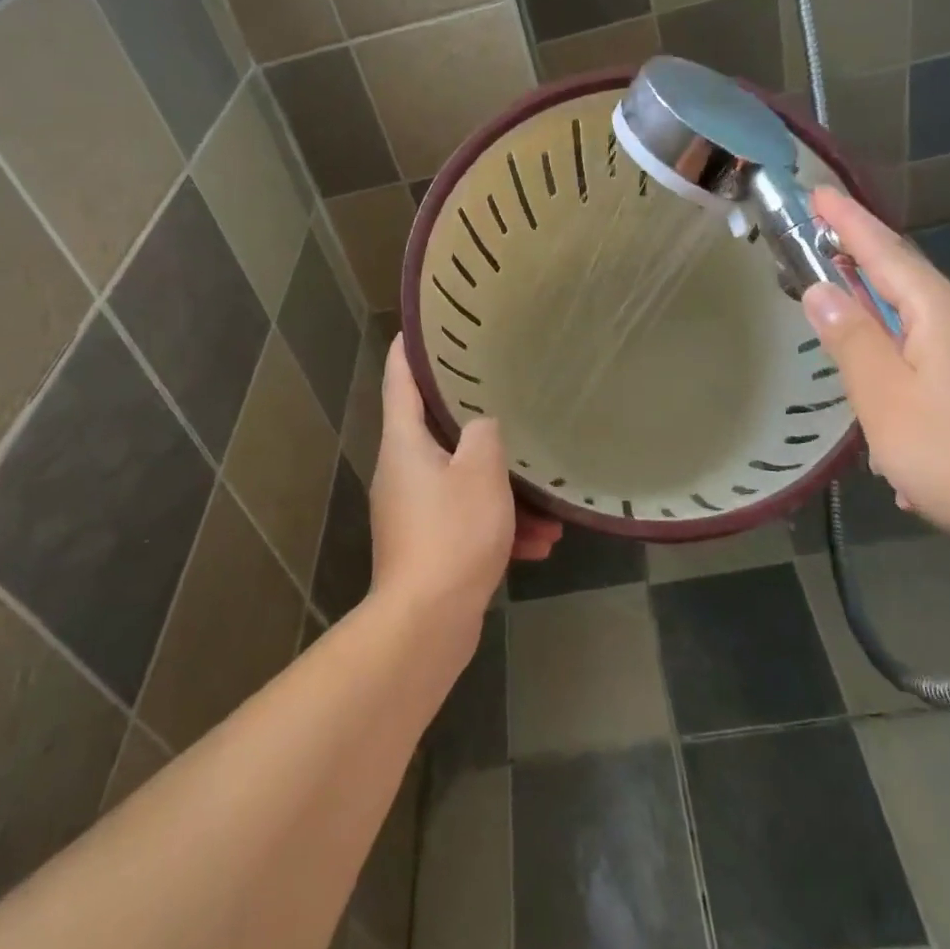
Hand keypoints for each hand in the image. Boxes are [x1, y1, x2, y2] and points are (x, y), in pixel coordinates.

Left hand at [368, 338, 560, 629]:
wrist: (426, 624)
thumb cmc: (452, 533)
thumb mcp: (480, 473)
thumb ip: (485, 434)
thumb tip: (482, 427)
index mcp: (404, 442)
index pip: (400, 378)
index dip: (410, 348)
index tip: (424, 324)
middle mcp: (402, 470)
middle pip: (437, 430)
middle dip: (478, 425)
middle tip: (506, 399)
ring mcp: (413, 511)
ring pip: (462, 482)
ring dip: (503, 491)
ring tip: (549, 508)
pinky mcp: (427, 546)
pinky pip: (466, 520)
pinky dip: (498, 526)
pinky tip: (539, 546)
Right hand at [801, 188, 949, 564]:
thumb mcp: (886, 400)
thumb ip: (851, 340)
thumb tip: (821, 291)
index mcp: (940, 315)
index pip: (884, 252)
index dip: (847, 221)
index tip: (818, 191)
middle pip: (903, 284)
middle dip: (859, 265)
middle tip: (815, 251)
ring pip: (917, 331)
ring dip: (877, 329)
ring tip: (844, 345)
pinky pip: (935, 368)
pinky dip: (903, 377)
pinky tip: (893, 430)